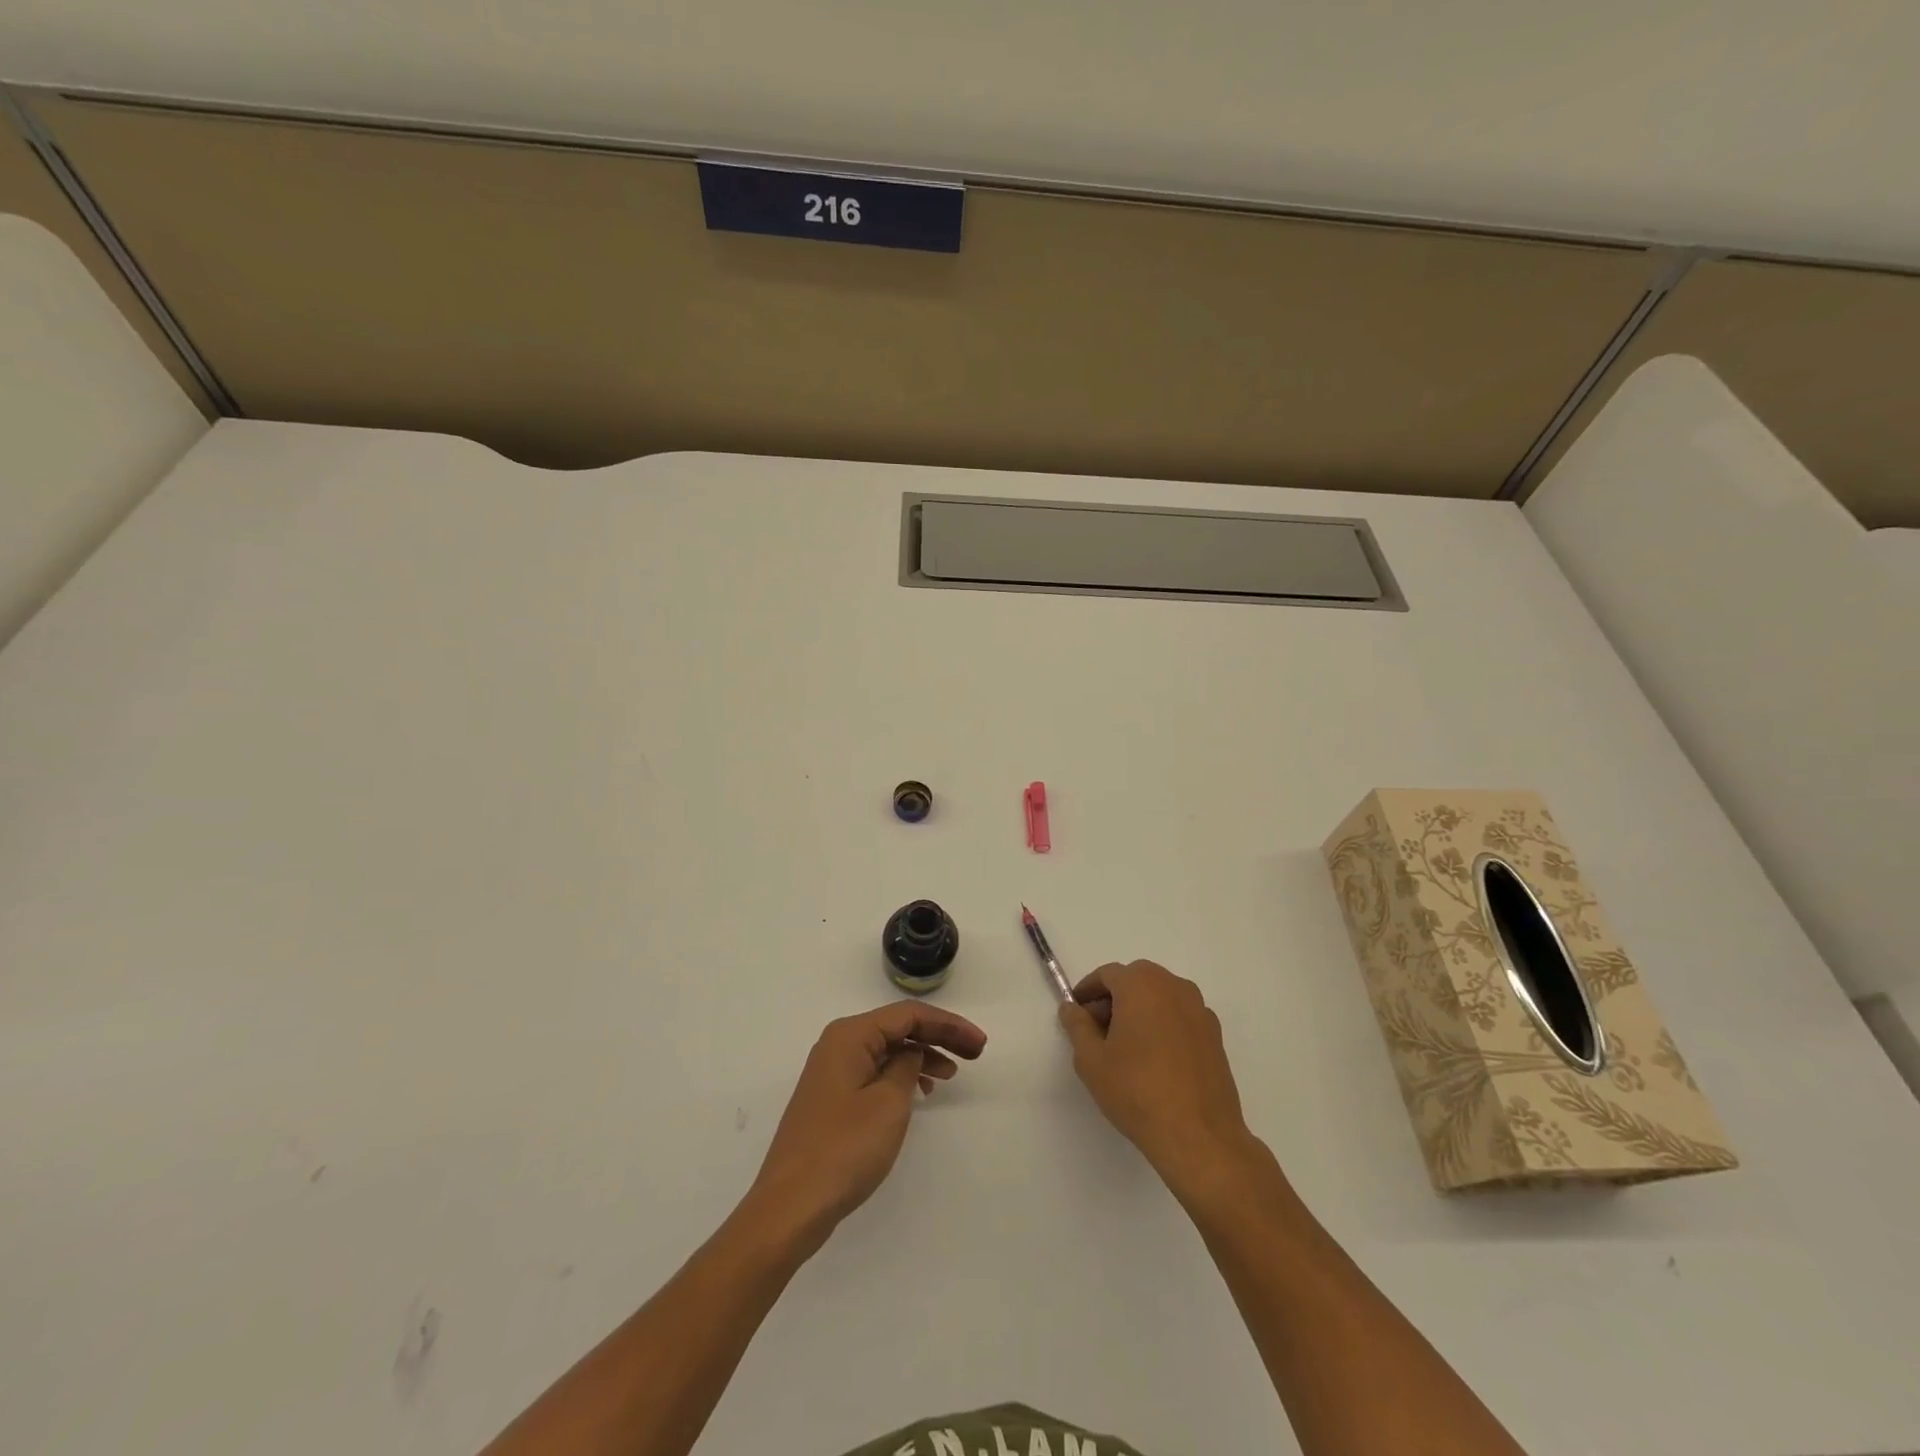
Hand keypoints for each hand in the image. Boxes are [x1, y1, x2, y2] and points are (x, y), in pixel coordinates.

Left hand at [745, 1002, 986, 1253]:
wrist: (790, 1206)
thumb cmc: (844, 1149)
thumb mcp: (888, 1103)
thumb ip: (907, 1067)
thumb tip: (911, 1053)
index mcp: (850, 1035)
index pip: (908, 1015)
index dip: (948, 1025)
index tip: (979, 1044)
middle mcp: (839, 1044)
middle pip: (898, 1027)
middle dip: (938, 1037)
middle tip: (975, 1053)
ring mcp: (832, 1072)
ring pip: (887, 1050)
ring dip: (921, 1057)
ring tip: (951, 1075)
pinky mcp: (832, 1098)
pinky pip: (875, 1071)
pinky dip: (901, 1076)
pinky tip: (920, 1093)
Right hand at [1058, 960, 1255, 1195]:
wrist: (1198, 1135)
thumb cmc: (1137, 1091)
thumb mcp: (1091, 1060)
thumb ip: (1077, 1026)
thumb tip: (1071, 1008)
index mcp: (1141, 985)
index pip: (1107, 974)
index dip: (1087, 991)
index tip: (1076, 1013)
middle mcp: (1173, 987)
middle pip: (1136, 980)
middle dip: (1114, 998)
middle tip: (1098, 1030)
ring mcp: (1199, 1009)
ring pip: (1160, 996)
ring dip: (1140, 1009)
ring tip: (1126, 1046)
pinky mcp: (1214, 1034)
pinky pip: (1180, 1015)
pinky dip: (1163, 1024)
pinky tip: (1155, 1058)